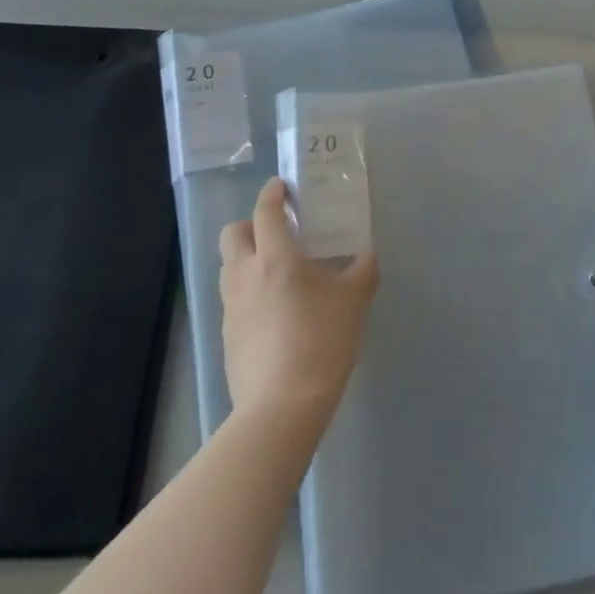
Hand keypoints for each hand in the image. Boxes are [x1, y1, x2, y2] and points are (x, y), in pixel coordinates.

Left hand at [219, 178, 378, 424]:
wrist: (282, 406)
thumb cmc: (322, 339)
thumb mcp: (355, 299)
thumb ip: (363, 269)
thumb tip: (367, 255)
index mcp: (275, 257)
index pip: (266, 211)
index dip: (272, 193)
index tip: (282, 187)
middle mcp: (245, 275)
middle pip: (233, 234)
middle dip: (252, 224)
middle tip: (279, 232)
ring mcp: (231, 308)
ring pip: (229, 267)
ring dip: (248, 258)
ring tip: (279, 272)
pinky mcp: (227, 337)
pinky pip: (234, 299)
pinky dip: (250, 292)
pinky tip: (276, 311)